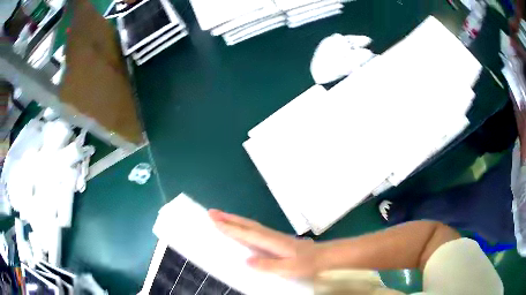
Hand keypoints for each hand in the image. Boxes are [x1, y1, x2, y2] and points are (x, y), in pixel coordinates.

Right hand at [208, 209, 321, 278]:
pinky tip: (240, 227)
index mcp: (271, 242)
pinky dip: (243, 224)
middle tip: (211, 212)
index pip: (246, 233)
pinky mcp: (275, 237)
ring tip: (221, 216)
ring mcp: (273, 235)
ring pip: (250, 224)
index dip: (229, 227)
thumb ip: (268, 265)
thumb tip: (246, 260)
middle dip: (228, 218)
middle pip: (246, 224)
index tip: (213, 220)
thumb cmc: (306, 264)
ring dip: (234, 219)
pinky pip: (254, 228)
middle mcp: (270, 235)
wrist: (322, 256)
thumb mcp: (289, 268)